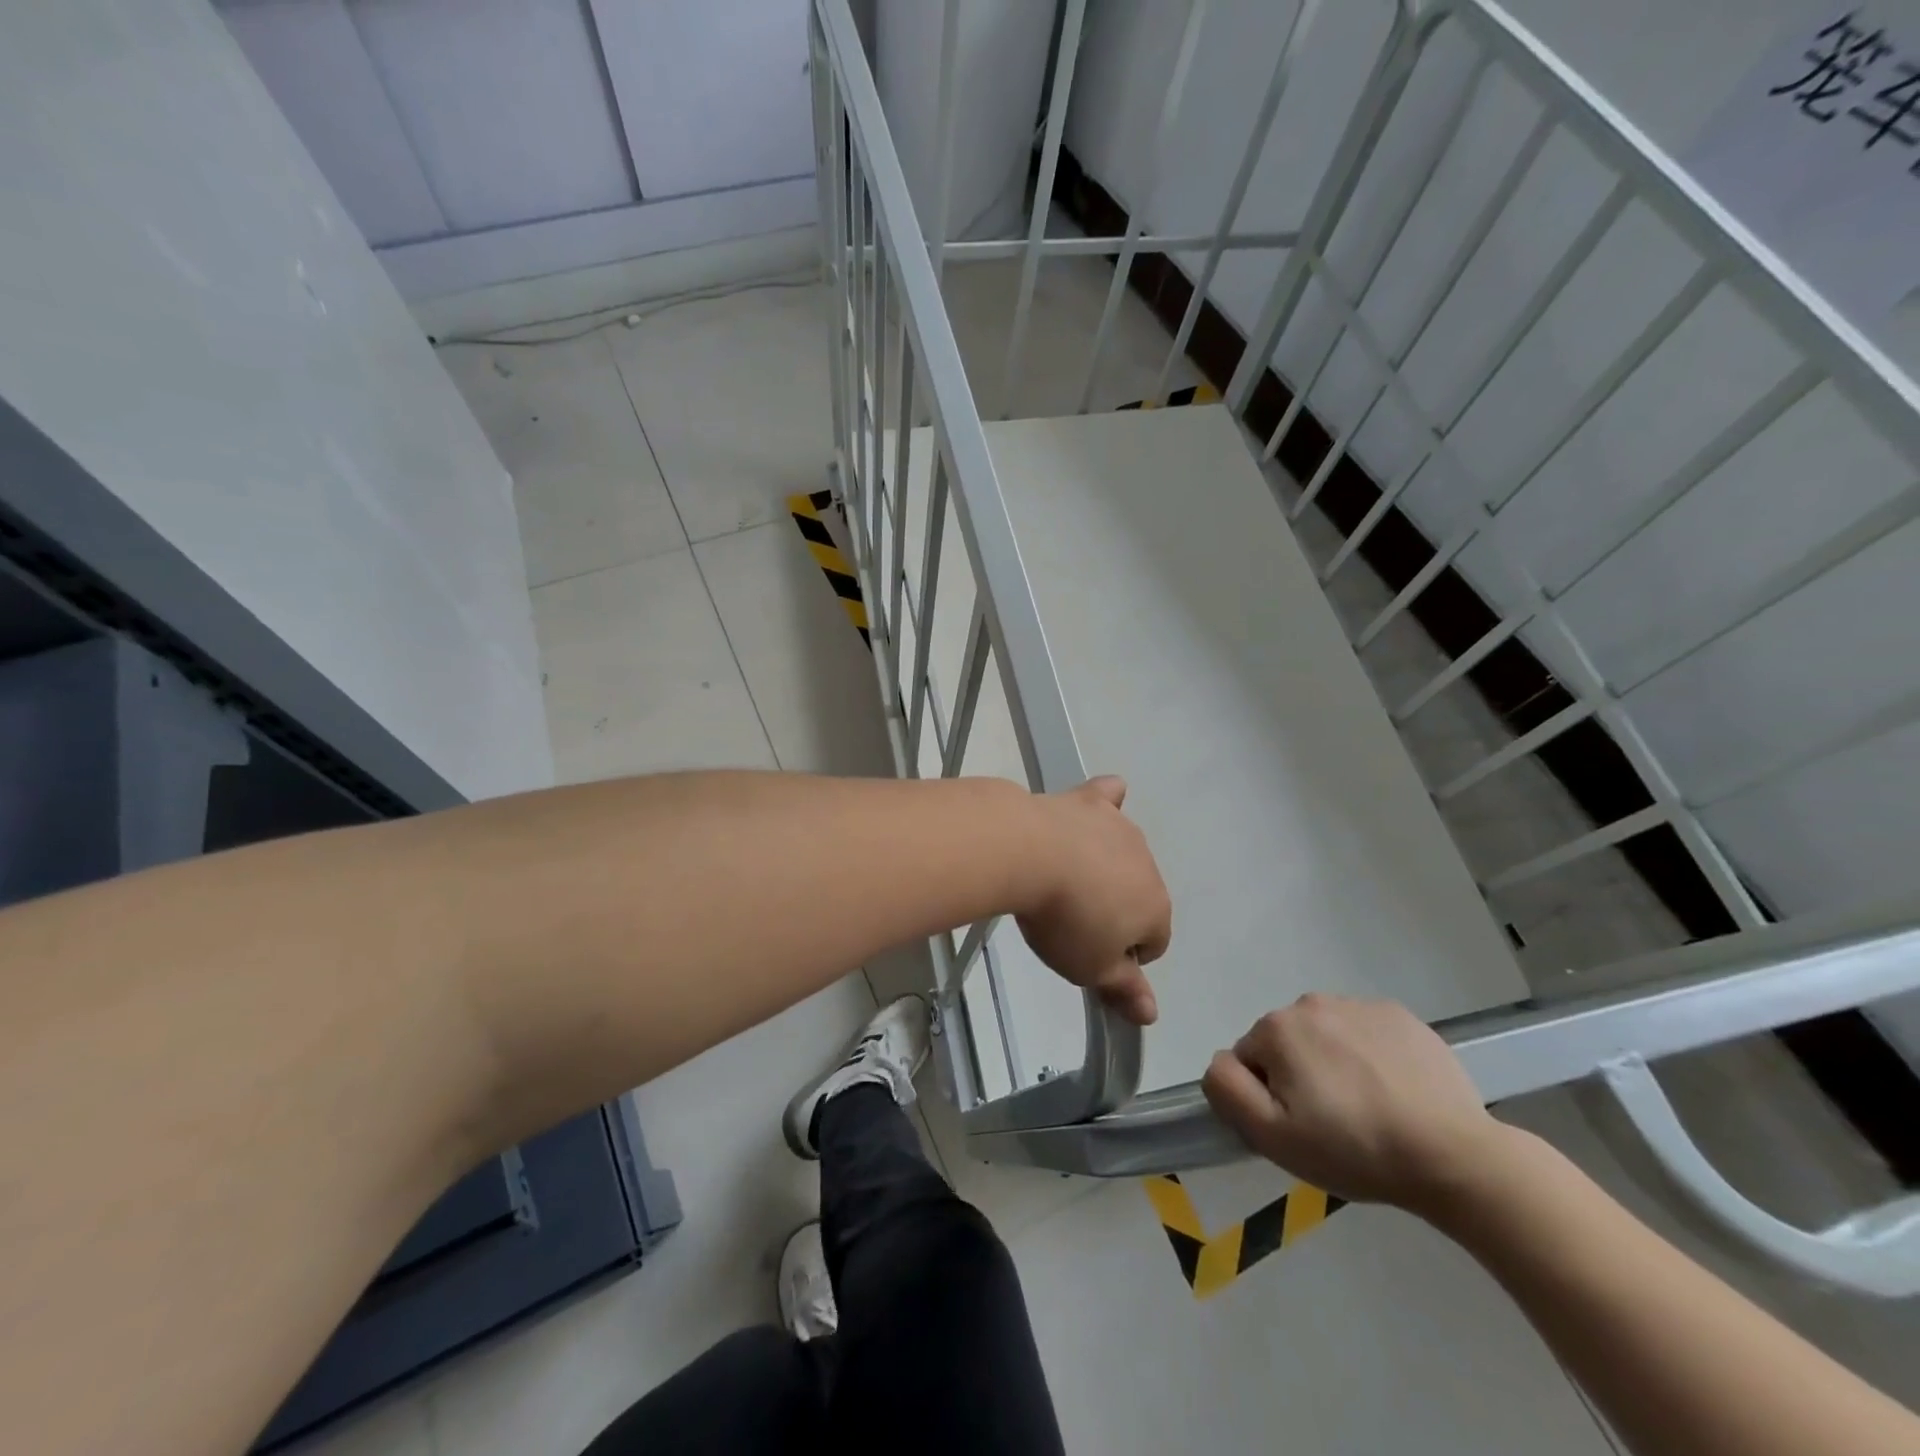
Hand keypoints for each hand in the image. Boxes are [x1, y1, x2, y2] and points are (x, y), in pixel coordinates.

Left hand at [1016, 776, 1170, 1025]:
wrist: (1029, 854)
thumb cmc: (1064, 920)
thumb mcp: (1090, 968)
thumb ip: (1124, 989)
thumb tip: (1152, 1015)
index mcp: (1156, 907)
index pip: (1154, 942)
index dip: (1123, 955)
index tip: (1089, 954)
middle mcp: (1148, 864)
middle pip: (1137, 895)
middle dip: (1113, 909)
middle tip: (1069, 920)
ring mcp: (1120, 827)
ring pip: (1122, 853)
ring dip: (1103, 866)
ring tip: (1062, 878)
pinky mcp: (1090, 801)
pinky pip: (1109, 796)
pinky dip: (1105, 803)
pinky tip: (1094, 808)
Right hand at [1202, 995, 1501, 1210]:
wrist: (1454, 1156)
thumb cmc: (1354, 1149)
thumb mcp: (1272, 1136)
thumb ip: (1227, 1089)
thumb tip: (1219, 1062)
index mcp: (1277, 1028)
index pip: (1250, 1060)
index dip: (1268, 1097)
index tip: (1301, 1127)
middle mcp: (1311, 1003)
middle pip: (1287, 1044)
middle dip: (1299, 1076)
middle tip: (1333, 1123)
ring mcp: (1360, 1004)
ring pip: (1326, 1037)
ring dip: (1333, 1064)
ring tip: (1368, 1110)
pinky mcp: (1401, 1016)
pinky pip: (1365, 1033)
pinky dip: (1370, 1057)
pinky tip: (1394, 1093)